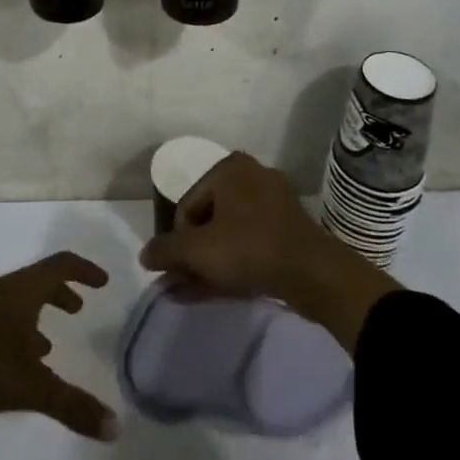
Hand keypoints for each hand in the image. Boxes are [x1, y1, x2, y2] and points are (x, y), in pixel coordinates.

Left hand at [0, 252, 117, 444]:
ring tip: (45, 347)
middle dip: (59, 294)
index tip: (101, 282)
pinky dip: (12, 330)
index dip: (83, 271)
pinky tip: (9, 361)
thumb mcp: (33, 387)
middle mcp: (0, 289)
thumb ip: (73, 406)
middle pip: (36, 281)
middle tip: (77, 310)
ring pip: (13, 301)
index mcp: (21, 290)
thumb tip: (116, 428)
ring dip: (34, 316)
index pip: (60, 266)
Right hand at [138, 151, 399, 351]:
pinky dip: (237, 262)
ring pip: (231, 233)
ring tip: (198, 291)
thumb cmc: (249, 248)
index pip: (188, 206)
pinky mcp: (291, 228)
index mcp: (229, 168)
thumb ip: (166, 251)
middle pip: (210, 219)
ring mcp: (275, 201)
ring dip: (212, 261)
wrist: (314, 273)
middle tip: (185, 283)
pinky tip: (223, 289)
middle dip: (195, 253)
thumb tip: (145, 255)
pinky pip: (253, 242)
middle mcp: (252, 175)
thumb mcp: (198, 251)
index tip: (179, 270)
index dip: (178, 241)